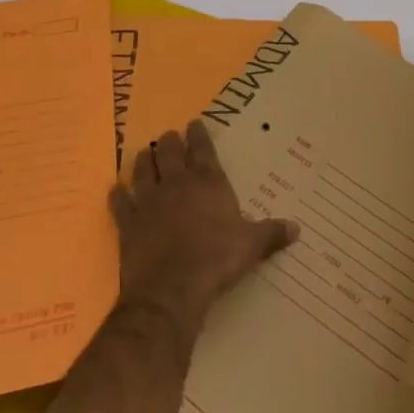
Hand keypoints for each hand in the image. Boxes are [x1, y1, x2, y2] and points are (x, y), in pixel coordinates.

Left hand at [111, 121, 296, 334]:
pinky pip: (120, 204)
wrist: (172, 289)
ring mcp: (148, 202)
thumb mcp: (251, 246)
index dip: (198, 134)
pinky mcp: (128, 223)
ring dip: (143, 160)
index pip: (202, 149)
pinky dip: (118, 196)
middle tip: (168, 136)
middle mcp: (176, 184)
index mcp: (207, 182)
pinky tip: (116, 190)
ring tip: (143, 153)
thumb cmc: (217, 260)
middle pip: (169, 153)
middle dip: (169, 142)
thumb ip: (272, 233)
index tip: (194, 123)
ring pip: (142, 171)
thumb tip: (297, 228)